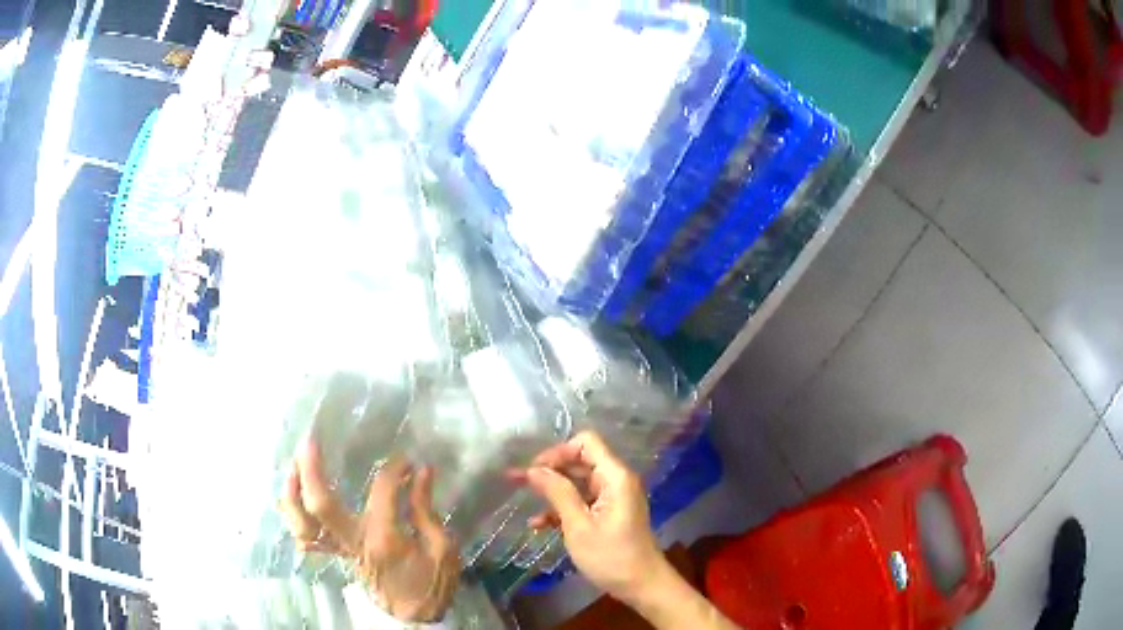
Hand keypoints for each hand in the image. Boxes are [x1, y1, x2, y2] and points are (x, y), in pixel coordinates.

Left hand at [279, 440, 459, 621]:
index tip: (406, 460)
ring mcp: (339, 549)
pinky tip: (293, 495)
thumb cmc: (431, 584)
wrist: (413, 617)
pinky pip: (305, 536)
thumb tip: (421, 471)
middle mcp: (353, 542)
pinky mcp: (336, 554)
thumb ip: (426, 510)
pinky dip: (293, 515)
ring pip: (301, 522)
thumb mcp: (443, 549)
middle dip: (310, 469)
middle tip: (310, 440)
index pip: (382, 491)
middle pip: (318, 505)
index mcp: (384, 539)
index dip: (394, 469)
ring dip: (292, 491)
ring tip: (294, 464)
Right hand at [518, 431, 664, 604]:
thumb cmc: (611, 556)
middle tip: (516, 481)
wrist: (642, 586)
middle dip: (549, 470)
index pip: (586, 443)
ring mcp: (612, 498)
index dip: (557, 452)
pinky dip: (563, 509)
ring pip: (578, 483)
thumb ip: (558, 493)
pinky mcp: (608, 514)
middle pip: (580, 461)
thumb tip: (533, 469)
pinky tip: (539, 525)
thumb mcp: (579, 526)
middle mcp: (615, 481)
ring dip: (552, 492)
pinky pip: (582, 502)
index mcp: (614, 477)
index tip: (534, 471)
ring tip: (523, 501)